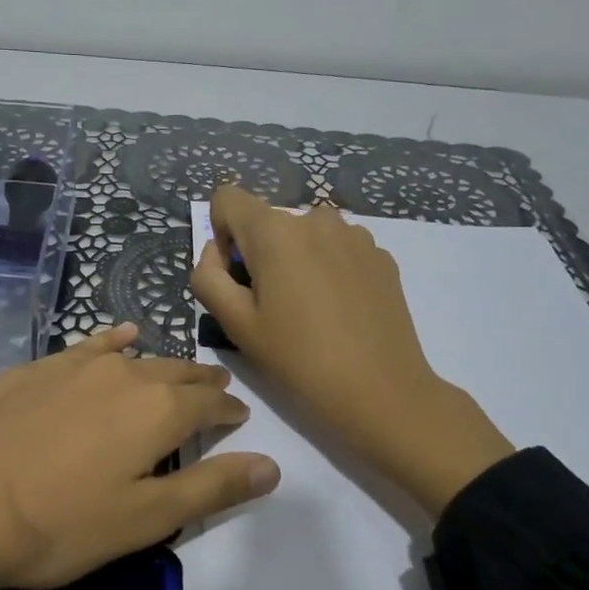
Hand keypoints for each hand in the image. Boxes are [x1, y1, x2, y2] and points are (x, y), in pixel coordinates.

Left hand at [0, 322, 279, 589]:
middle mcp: (121, 374)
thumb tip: (272, 465)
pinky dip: (110, 344)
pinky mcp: (31, 371)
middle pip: (175, 374)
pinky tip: (115, 339)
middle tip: (217, 389)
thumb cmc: (59, 524)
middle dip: (201, 383)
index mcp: (156, 410)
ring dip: (160, 364)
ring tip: (176, 368)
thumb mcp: (145, 520)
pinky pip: (86, 348)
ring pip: (132, 357)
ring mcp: (71, 366)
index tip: (240, 419)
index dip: (229, 412)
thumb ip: (212, 488)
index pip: (209, 405)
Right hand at [191, 184, 513, 520]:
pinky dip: (328, 269)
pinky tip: (341, 312)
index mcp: (274, 231)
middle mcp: (315, 218)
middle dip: (260, 254)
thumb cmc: (298, 359)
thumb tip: (216, 253)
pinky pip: (338, 249)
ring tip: (310, 311)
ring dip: (297, 259)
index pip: (227, 199)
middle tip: (272, 307)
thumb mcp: (235, 324)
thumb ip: (208, 277)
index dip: (221, 234)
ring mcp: (354, 234)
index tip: (236, 277)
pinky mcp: (381, 254)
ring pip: (305, 235)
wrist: (381, 391)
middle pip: (268, 221)